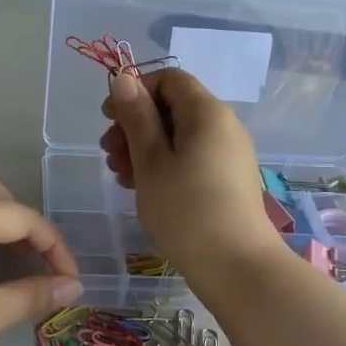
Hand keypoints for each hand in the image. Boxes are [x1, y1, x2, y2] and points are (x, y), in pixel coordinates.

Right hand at [100, 69, 283, 272]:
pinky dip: (164, 165)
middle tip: (109, 153)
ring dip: (144, 148)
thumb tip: (125, 78)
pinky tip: (142, 188)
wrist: (236, 267)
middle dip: (135, 124)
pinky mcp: (228, 180)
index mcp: (207, 112)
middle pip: (173, 107)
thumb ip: (137, 116)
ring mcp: (229, 154)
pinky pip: (191, 157)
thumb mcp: (151, 160)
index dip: (135, 91)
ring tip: (120, 176)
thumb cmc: (186, 209)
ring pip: (179, 136)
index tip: (108, 119)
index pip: (169, 79)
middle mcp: (224, 126)